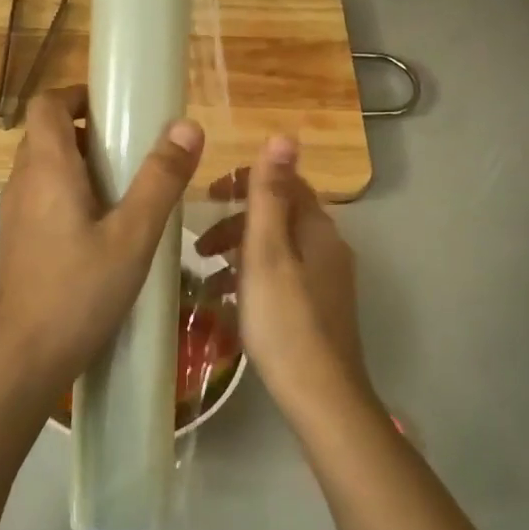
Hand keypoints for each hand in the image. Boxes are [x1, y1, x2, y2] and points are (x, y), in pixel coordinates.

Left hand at [0, 85, 203, 406]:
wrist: (26, 358)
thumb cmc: (80, 292)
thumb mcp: (133, 236)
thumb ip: (161, 180)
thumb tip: (187, 125)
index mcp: (45, 169)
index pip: (47, 104)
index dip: (78, 95)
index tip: (117, 108)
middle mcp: (22, 183)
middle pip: (46, 134)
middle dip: (88, 130)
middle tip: (133, 150)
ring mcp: (15, 214)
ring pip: (44, 168)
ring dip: (81, 164)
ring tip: (126, 189)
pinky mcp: (18, 241)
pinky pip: (43, 198)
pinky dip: (71, 194)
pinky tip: (104, 229)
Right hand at [197, 137, 370, 408]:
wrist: (320, 394)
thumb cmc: (284, 320)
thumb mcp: (267, 252)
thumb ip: (270, 195)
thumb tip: (283, 136)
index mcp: (318, 230)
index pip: (285, 183)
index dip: (246, 181)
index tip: (207, 195)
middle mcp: (329, 249)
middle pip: (280, 217)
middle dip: (237, 222)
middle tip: (200, 245)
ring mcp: (326, 281)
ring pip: (278, 249)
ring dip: (240, 253)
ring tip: (205, 275)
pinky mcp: (319, 309)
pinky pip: (281, 277)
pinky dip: (253, 278)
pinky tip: (228, 303)